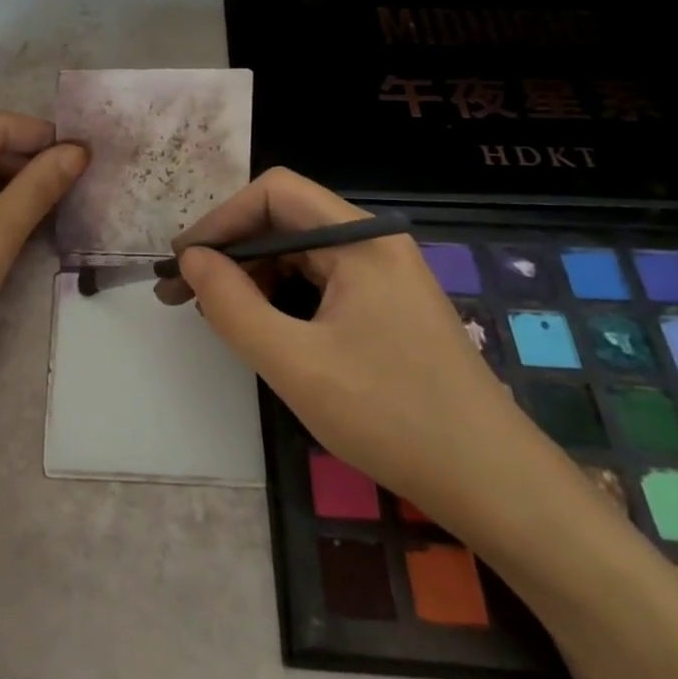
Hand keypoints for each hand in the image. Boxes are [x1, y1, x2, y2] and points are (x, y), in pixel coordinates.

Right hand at [167, 168, 542, 522]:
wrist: (494, 485)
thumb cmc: (392, 417)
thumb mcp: (295, 364)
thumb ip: (232, 305)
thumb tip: (191, 260)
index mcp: (361, 239)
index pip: (274, 193)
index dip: (221, 219)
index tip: (183, 263)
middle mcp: (374, 243)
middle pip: (285, 218)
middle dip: (230, 249)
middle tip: (183, 293)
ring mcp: (385, 274)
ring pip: (299, 251)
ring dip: (251, 274)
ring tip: (213, 313)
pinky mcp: (387, 305)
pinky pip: (320, 280)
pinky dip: (280, 295)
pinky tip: (259, 325)